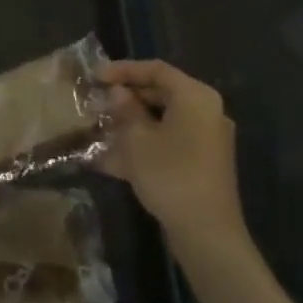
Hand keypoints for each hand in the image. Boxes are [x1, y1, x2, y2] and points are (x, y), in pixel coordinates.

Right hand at [99, 60, 244, 247]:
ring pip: (163, 119)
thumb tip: (118, 92)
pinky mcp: (202, 162)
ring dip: (132, 121)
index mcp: (194, 97)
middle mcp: (206, 111)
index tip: (96, 76)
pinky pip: (169, 140)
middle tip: (98, 101)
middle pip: (161, 92)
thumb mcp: (137, 139)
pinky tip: (112, 157)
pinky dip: (144, 142)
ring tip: (100, 126)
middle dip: (127, 97)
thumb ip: (125, 109)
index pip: (156, 70)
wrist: (206, 232)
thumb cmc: (169, 175)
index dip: (123, 69)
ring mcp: (206, 138)